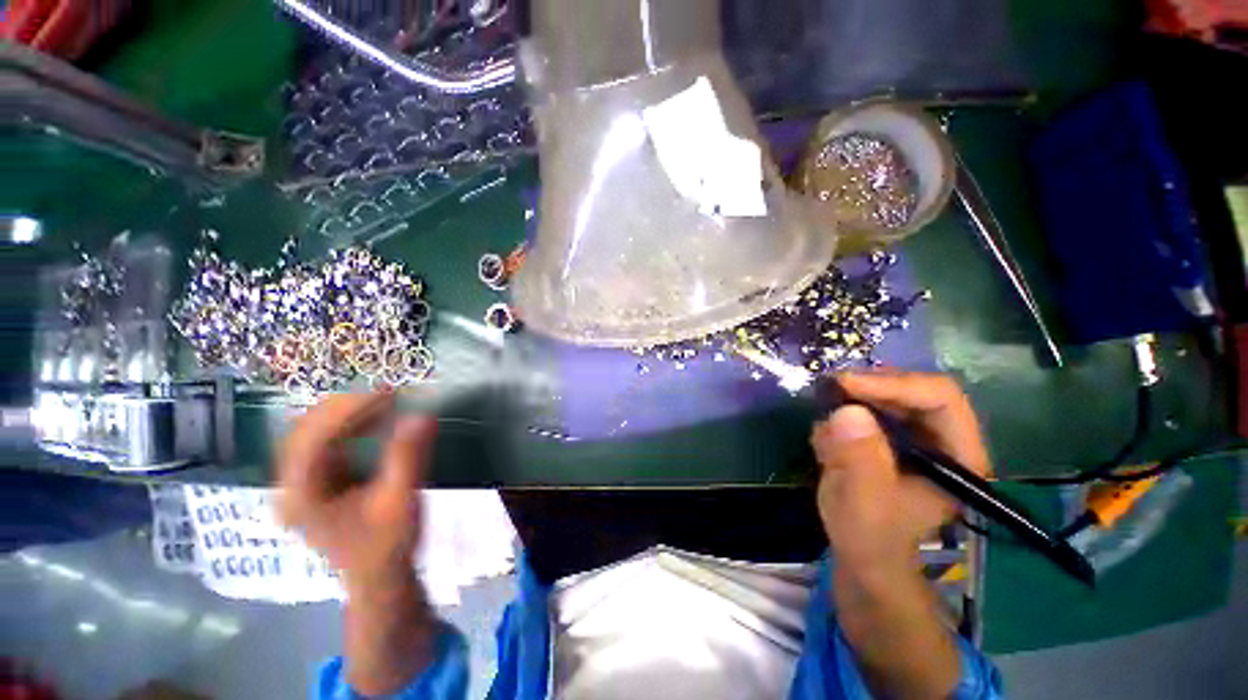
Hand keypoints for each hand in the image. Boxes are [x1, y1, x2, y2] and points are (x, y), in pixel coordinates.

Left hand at [277, 391, 435, 593]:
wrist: (379, 577)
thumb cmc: (386, 545)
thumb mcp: (400, 501)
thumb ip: (408, 457)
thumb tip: (423, 415)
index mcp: (300, 496)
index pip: (313, 439)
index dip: (349, 411)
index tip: (389, 394)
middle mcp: (291, 485)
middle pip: (307, 430)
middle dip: (348, 407)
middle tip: (391, 395)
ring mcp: (301, 482)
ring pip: (314, 431)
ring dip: (350, 413)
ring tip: (387, 403)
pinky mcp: (317, 479)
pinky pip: (326, 440)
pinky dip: (351, 424)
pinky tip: (376, 420)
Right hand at [810, 372, 984, 699]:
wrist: (861, 561)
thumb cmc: (870, 540)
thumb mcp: (862, 504)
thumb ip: (858, 460)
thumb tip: (845, 411)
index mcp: (957, 457)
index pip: (939, 398)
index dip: (893, 384)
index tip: (845, 385)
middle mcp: (941, 441)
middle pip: (911, 391)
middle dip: (868, 389)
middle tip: (827, 390)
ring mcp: (913, 441)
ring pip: (885, 399)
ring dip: (850, 404)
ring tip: (826, 428)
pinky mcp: (887, 443)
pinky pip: (864, 413)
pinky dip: (840, 418)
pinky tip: (826, 444)